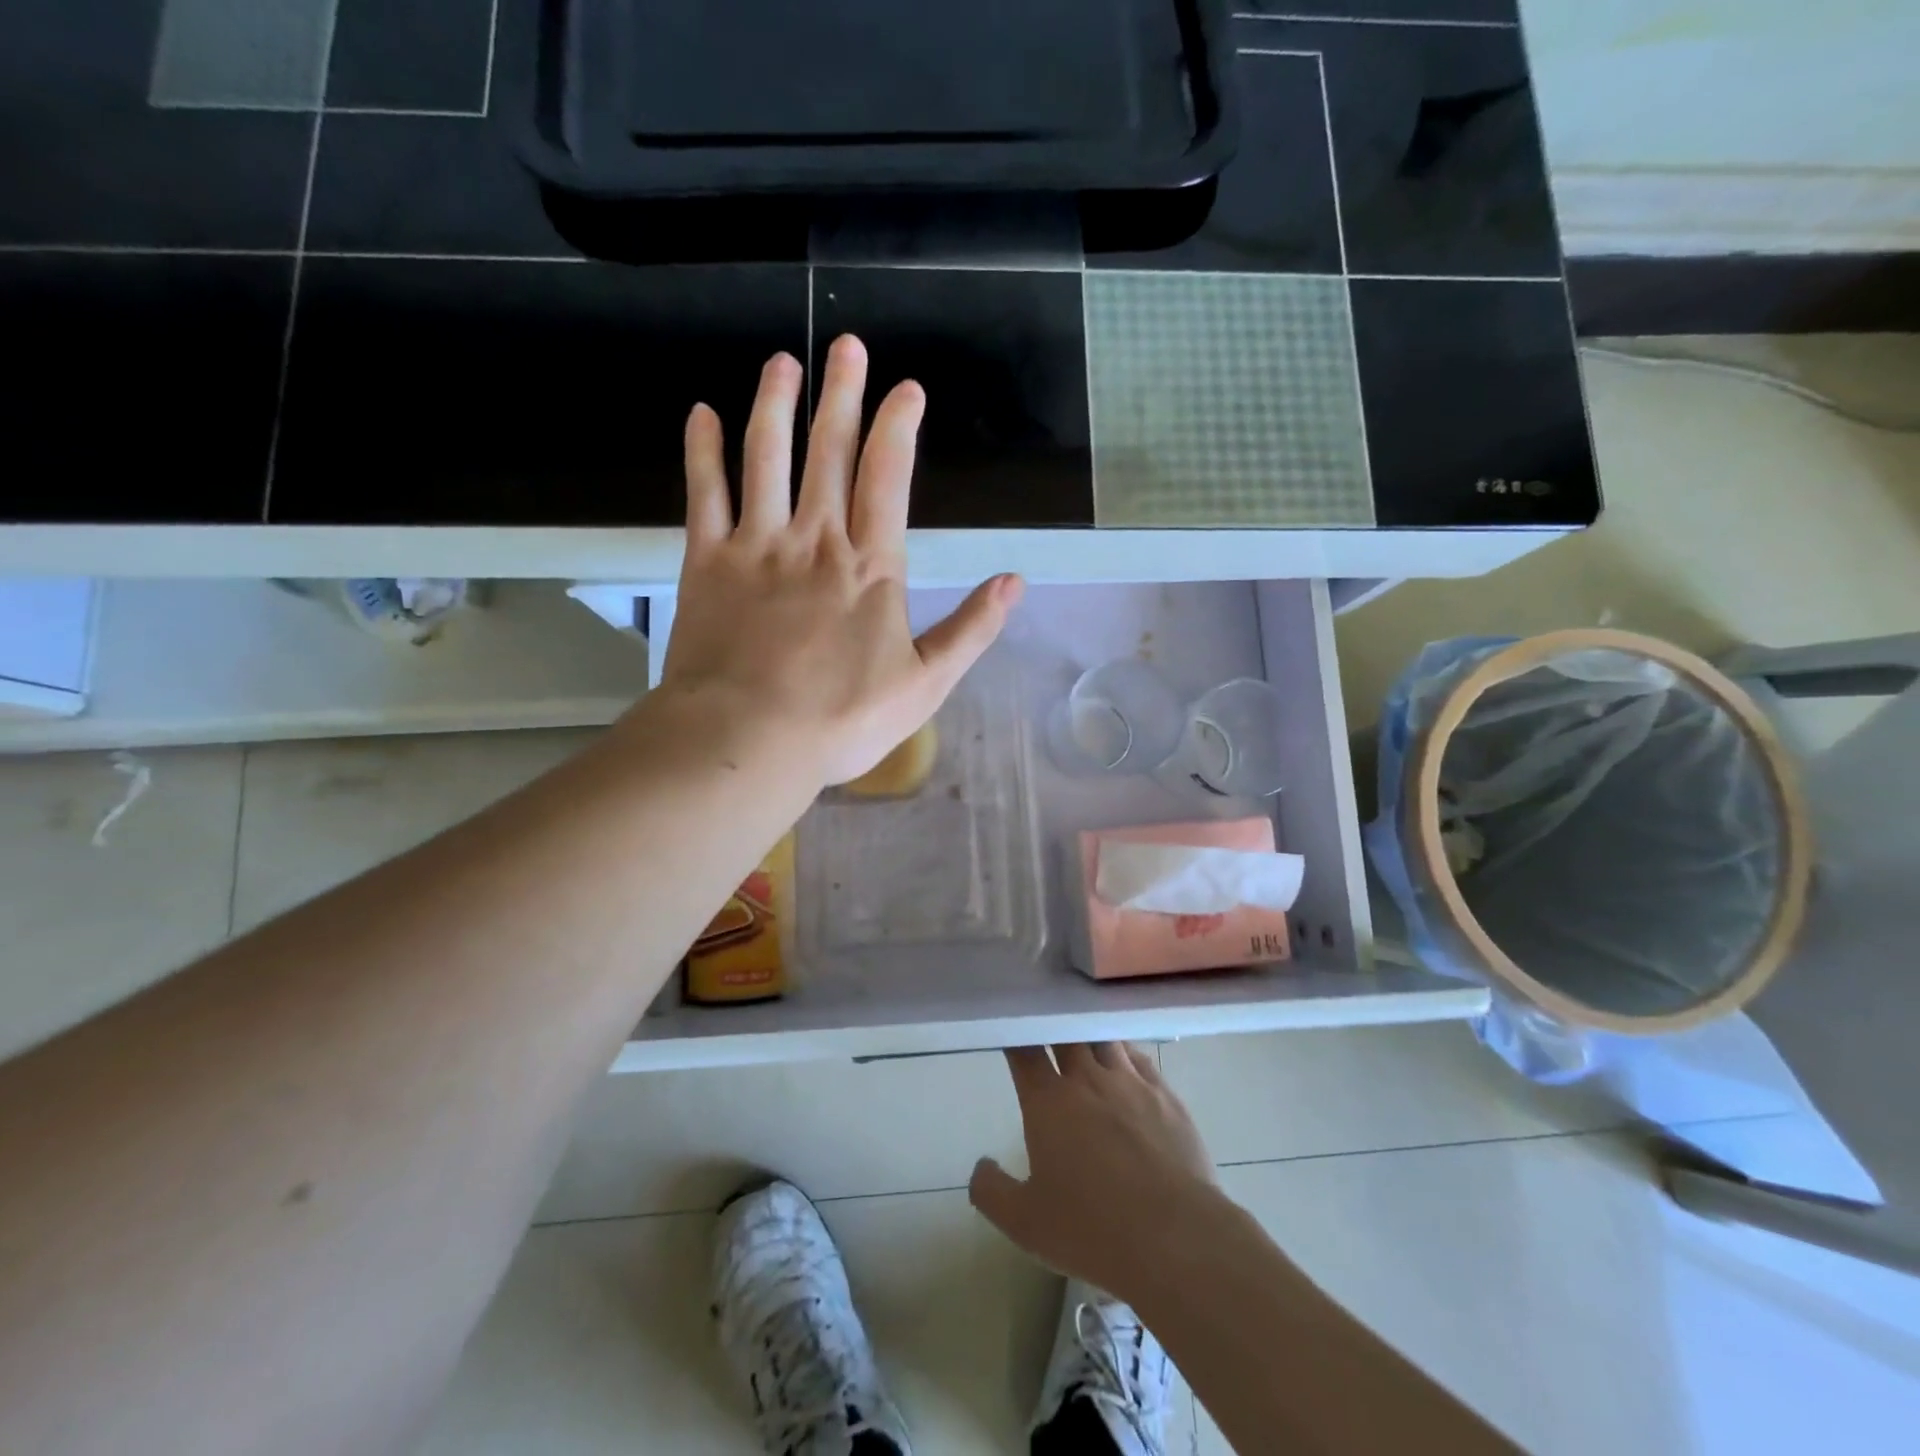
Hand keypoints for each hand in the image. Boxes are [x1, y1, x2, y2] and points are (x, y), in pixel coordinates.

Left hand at [661, 335, 1023, 786]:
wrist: (748, 738)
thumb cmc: (841, 719)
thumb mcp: (924, 685)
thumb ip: (971, 630)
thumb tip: (1014, 583)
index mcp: (870, 566)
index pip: (889, 477)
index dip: (898, 426)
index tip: (906, 389)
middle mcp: (815, 539)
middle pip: (830, 451)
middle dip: (842, 394)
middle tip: (847, 345)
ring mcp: (757, 545)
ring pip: (767, 457)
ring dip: (775, 405)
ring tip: (782, 364)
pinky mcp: (708, 562)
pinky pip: (704, 493)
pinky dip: (703, 451)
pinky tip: (703, 414)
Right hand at [970, 1044, 1219, 1304]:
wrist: (1175, 1238)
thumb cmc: (1092, 1230)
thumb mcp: (1025, 1223)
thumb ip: (992, 1191)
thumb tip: (981, 1166)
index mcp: (1048, 1102)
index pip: (1025, 1051)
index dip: (1015, 1037)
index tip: (1010, 1031)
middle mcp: (1087, 1080)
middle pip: (1066, 1035)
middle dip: (1053, 1028)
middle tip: (1047, 1028)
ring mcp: (1131, 1083)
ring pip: (1105, 1040)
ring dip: (1090, 1037)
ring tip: (1084, 1038)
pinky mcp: (1167, 1096)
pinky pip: (1141, 1059)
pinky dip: (1126, 1053)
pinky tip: (1125, 1060)